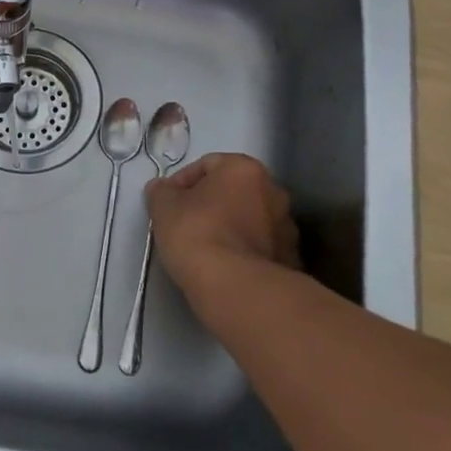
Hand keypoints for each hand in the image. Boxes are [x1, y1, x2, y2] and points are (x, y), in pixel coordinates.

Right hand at [146, 152, 298, 309]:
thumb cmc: (197, 233)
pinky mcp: (290, 259)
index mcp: (245, 169)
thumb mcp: (164, 207)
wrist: (234, 286)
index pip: (207, 164)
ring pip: (249, 218)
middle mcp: (273, 190)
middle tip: (186, 223)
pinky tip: (225, 266)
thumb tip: (162, 188)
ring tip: (206, 248)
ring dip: (230, 226)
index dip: (182, 182)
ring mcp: (286, 226)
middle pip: (233, 190)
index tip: (168, 203)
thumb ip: (161, 192)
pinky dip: (244, 250)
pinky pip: (260, 246)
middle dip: (210, 203)